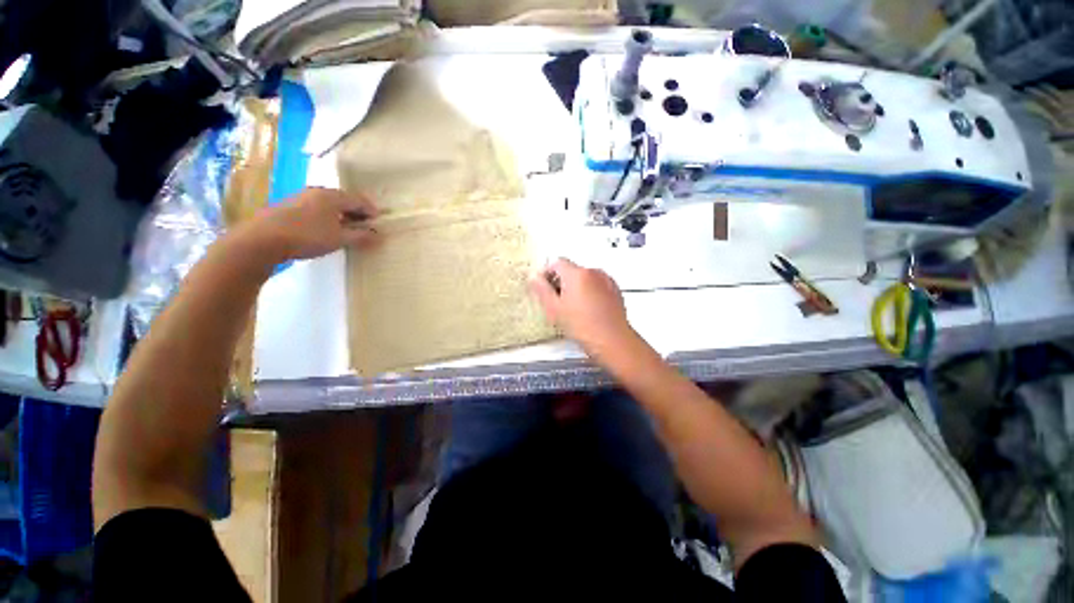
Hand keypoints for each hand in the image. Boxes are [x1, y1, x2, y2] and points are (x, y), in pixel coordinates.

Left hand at [239, 187, 380, 261]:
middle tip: (365, 225)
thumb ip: (361, 237)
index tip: (379, 220)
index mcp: (332, 196)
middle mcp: (317, 192)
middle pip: (343, 199)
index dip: (371, 210)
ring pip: (328, 204)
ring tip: (346, 228)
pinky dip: (326, 216)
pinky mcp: (288, 207)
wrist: (261, 239)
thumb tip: (378, 236)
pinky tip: (324, 228)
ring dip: (341, 215)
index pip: (359, 200)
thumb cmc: (307, 236)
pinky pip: (315, 208)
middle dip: (356, 212)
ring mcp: (300, 197)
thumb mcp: (339, 239)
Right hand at [529, 258, 637, 356]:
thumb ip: (541, 289)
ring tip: (572, 308)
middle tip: (556, 301)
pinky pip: (596, 284)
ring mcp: (606, 280)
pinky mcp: (614, 289)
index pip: (556, 262)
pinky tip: (586, 309)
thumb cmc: (584, 327)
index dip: (547, 273)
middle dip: (561, 282)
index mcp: (577, 274)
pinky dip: (589, 291)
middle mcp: (593, 272)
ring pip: (584, 277)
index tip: (544, 285)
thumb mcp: (554, 309)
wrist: (612, 340)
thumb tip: (534, 278)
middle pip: (571, 270)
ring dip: (575, 287)